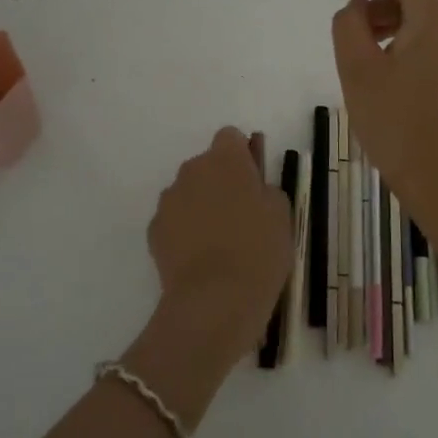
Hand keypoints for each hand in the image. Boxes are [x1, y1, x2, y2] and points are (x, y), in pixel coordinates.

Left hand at [146, 128, 292, 360]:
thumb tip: (255, 187)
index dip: (243, 157)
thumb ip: (267, 189)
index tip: (254, 182)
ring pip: (189, 192)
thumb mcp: (282, 215)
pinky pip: (175, 220)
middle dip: (222, 182)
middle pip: (208, 165)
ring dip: (202, 206)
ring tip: (221, 243)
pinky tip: (201, 259)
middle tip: (242, 216)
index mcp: (225, 159)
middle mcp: (191, 170)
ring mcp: (169, 200)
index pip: (231, 137)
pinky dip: (186, 232)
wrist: (214, 301)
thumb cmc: (258, 251)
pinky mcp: (154, 230)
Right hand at [329, 0, 437, 232]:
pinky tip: (375, 45)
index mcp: (435, 15)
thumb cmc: (397, 124)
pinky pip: (427, 26)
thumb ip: (349, 25)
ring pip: (420, 3)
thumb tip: (356, 8)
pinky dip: (399, 22)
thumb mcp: (358, 70)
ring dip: (384, 1)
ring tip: (352, 22)